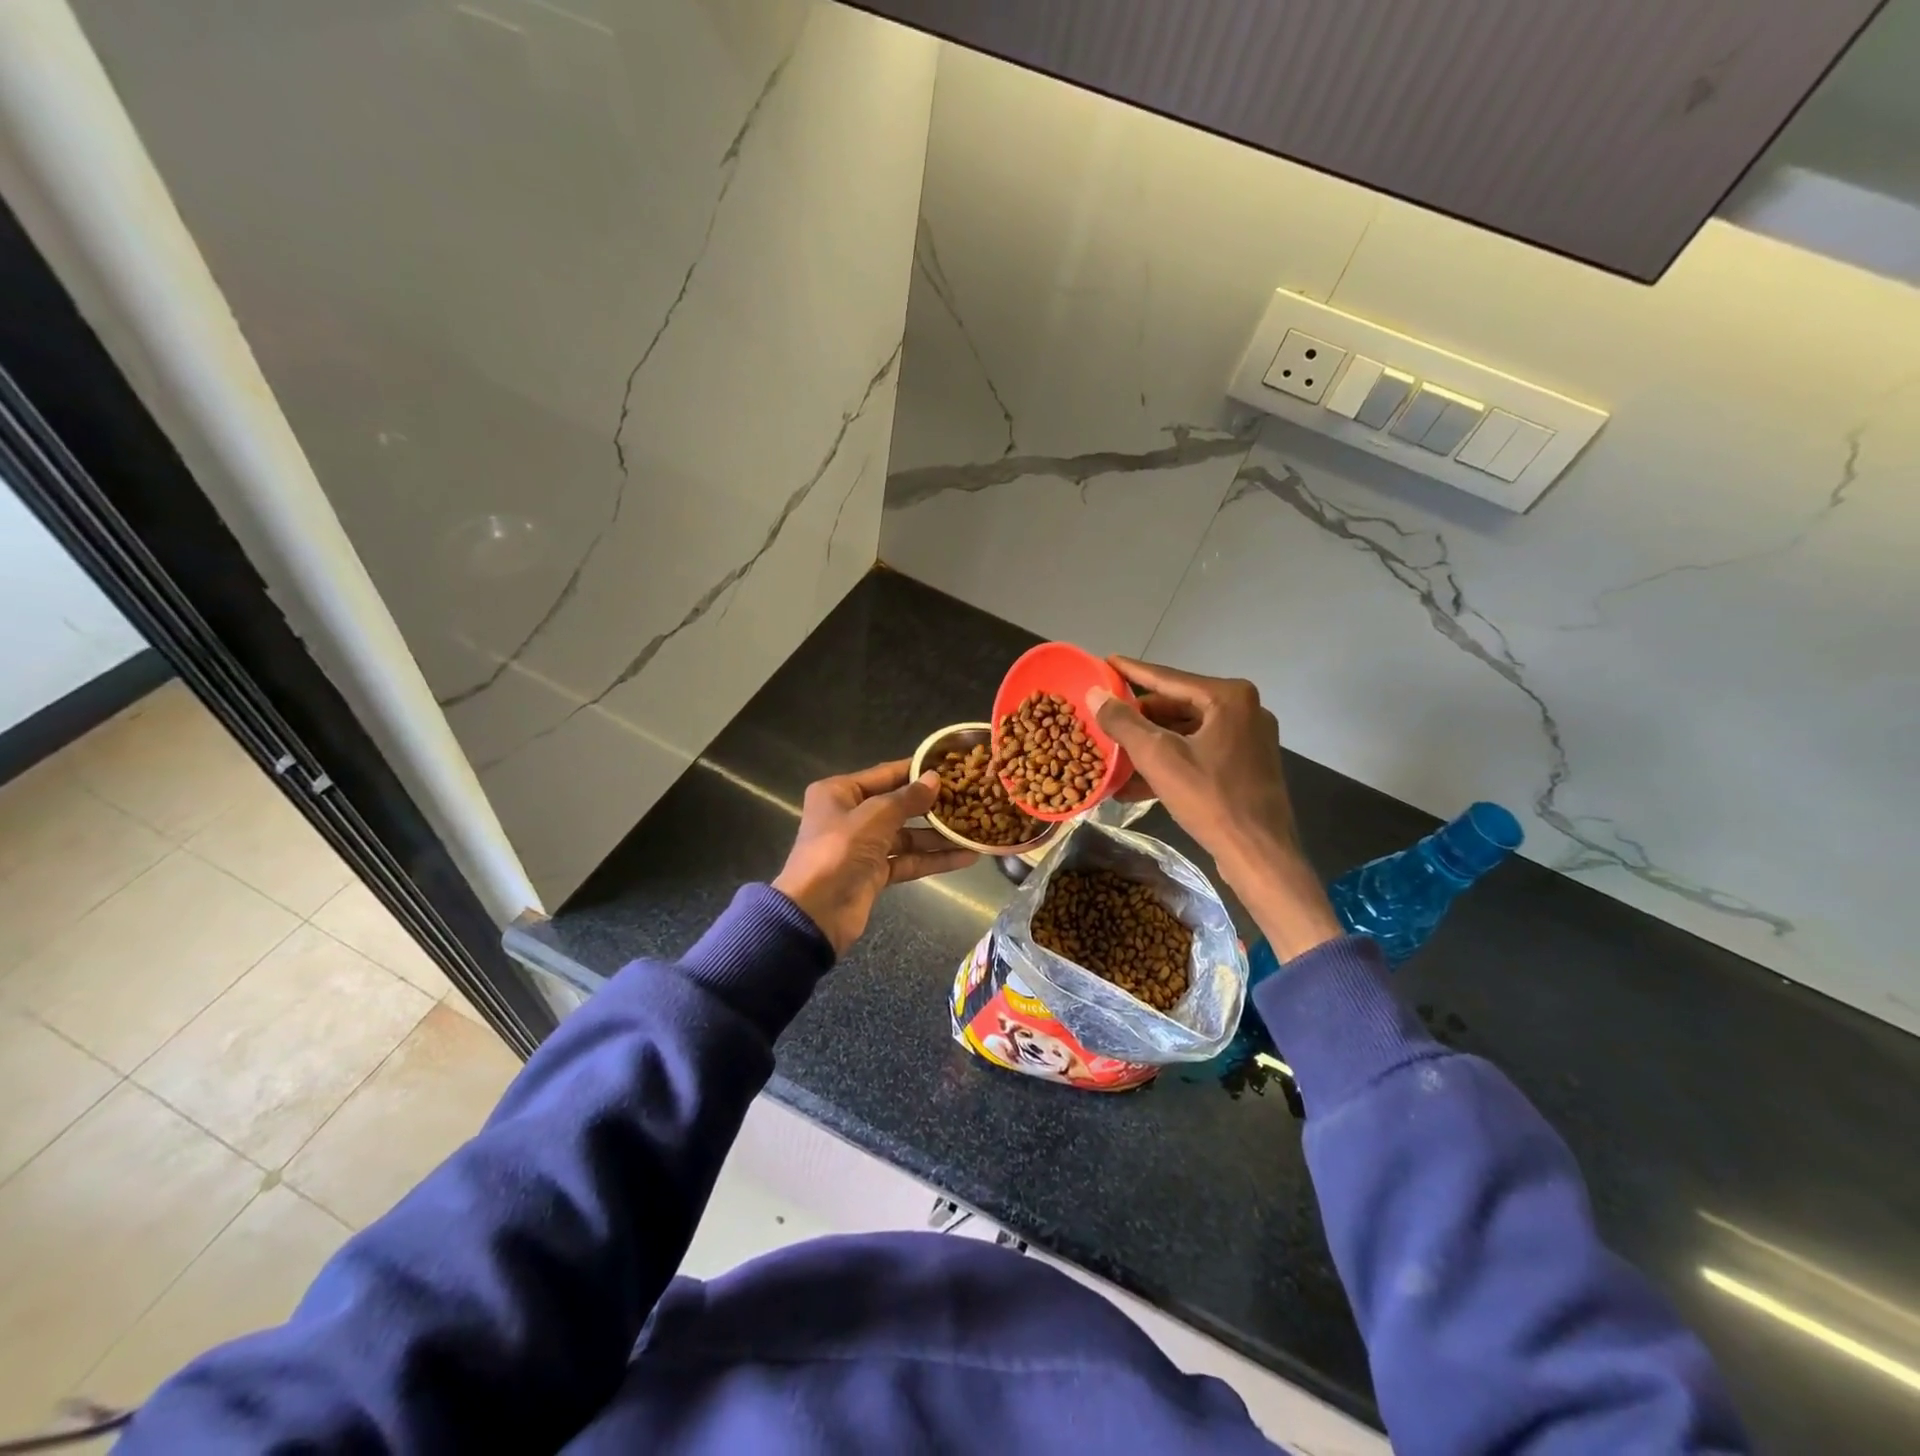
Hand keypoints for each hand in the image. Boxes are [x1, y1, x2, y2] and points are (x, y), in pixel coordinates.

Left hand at [773, 759, 977, 954]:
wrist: (815, 913)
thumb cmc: (839, 851)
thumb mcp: (874, 817)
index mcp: (839, 792)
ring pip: (907, 835)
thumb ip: (907, 799)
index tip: (951, 766)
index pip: (885, 774)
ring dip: (938, 835)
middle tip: (970, 797)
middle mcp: (851, 815)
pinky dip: (933, 859)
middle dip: (933, 805)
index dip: (917, 771)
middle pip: (898, 805)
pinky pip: (908, 860)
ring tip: (975, 828)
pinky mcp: (875, 874)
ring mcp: (864, 846)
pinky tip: (965, 856)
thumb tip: (935, 779)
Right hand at [1088, 659, 1343, 959]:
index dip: (1130, 671)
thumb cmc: (1210, 798)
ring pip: (1185, 732)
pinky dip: (1169, 763)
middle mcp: (1243, 710)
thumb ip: (1123, 722)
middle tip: (1104, 720)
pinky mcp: (1245, 765)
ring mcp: (1247, 739)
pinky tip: (1134, 783)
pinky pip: (1198, 753)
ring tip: (1112, 753)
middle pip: (1176, 705)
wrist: (1259, 854)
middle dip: (1138, 718)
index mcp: (1228, 697)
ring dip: (1149, 745)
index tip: (1105, 661)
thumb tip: (1094, 694)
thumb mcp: (1157, 757)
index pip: (1166, 677)